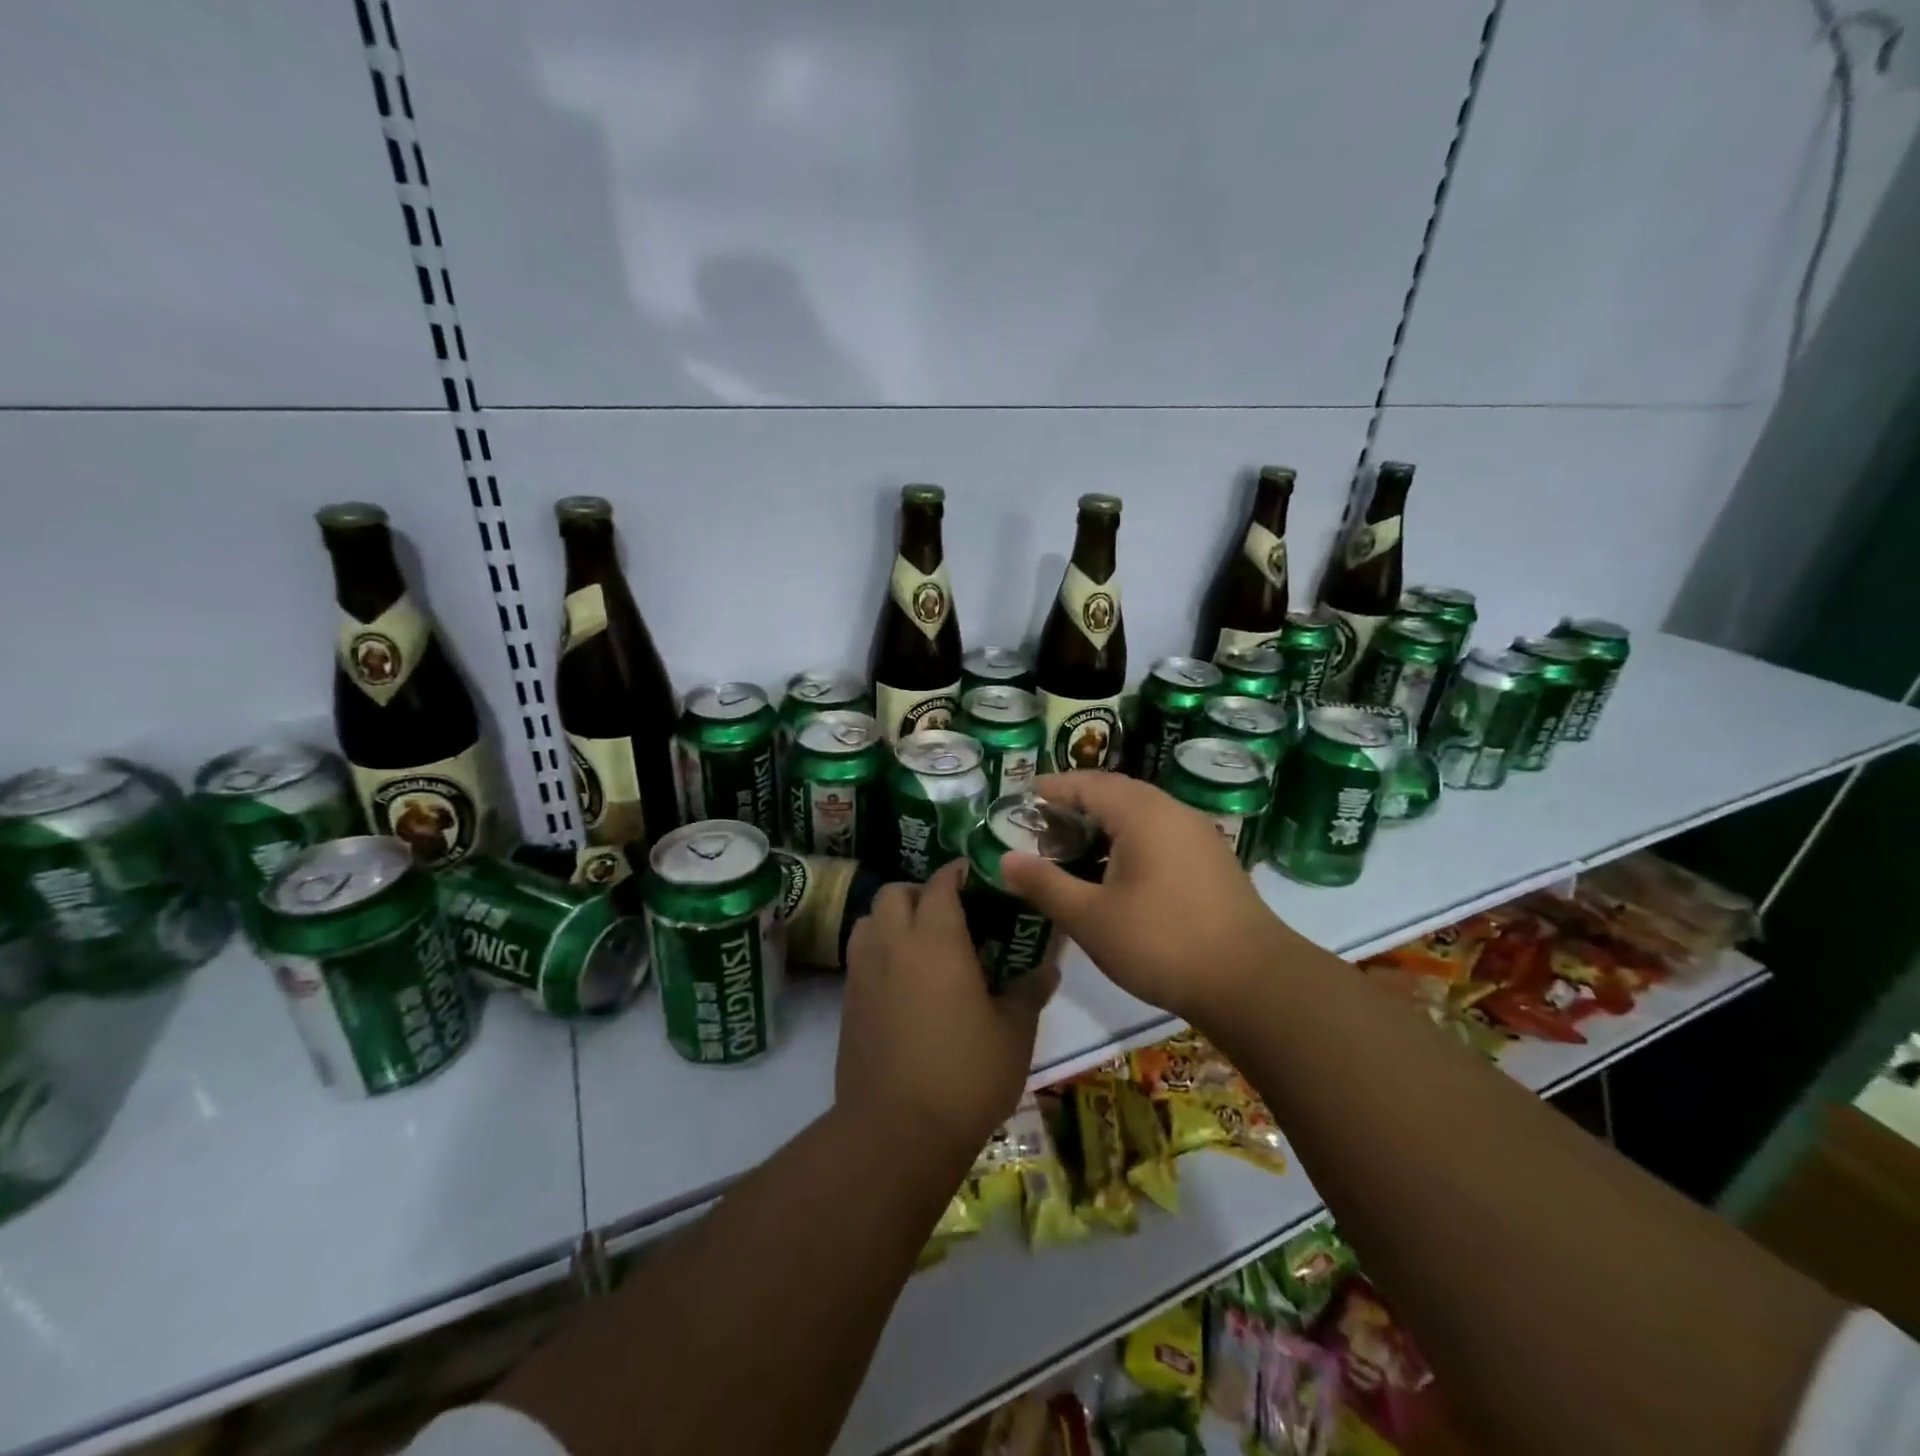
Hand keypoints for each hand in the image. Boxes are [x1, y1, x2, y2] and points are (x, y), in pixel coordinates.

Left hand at [837, 861, 1057, 1162]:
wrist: (896, 1131)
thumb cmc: (965, 1074)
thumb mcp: (1013, 1033)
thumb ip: (1029, 991)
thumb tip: (1048, 967)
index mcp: (936, 939)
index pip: (940, 884)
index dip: (957, 873)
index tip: (975, 875)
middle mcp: (893, 943)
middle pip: (895, 892)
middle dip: (920, 892)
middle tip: (949, 914)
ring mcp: (863, 972)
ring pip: (869, 919)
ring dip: (892, 918)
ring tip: (921, 943)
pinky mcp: (847, 1002)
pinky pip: (860, 955)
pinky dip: (879, 950)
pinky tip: (903, 981)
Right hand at [999, 770, 1295, 1023]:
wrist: (1252, 981)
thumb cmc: (1162, 942)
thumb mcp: (1091, 917)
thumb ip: (1045, 884)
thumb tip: (1006, 859)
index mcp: (1142, 813)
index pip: (1088, 783)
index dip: (1053, 787)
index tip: (1024, 795)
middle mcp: (1173, 811)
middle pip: (1117, 792)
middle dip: (1078, 801)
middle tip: (1044, 822)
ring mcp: (1199, 834)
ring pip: (1142, 813)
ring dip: (1106, 821)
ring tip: (1075, 845)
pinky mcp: (1213, 860)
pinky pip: (1162, 832)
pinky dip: (1131, 838)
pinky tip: (1118, 870)